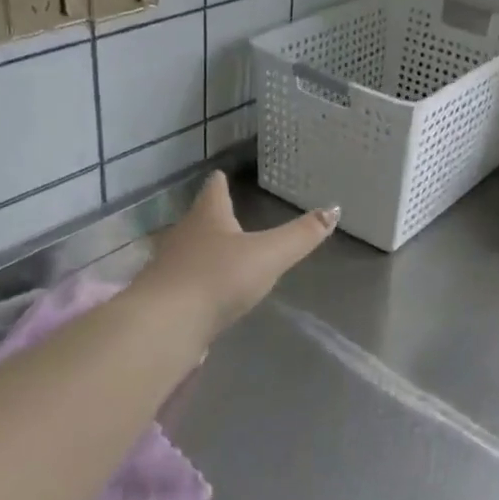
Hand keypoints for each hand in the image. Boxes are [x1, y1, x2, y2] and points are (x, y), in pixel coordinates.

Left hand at [134, 172, 337, 335]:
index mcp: (208, 217)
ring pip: (189, 250)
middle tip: (229, 214)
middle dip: (213, 216)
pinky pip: (184, 282)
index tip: (221, 174)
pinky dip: (196, 282)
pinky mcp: (164, 299)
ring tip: (222, 254)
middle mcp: (184, 235)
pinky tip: (207, 293)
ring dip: (203, 250)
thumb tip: (334, 209)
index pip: (214, 190)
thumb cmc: (218, 278)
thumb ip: (301, 235)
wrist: (164, 325)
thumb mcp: (268, 255)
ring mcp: (169, 267)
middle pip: (199, 219)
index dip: (220, 182)